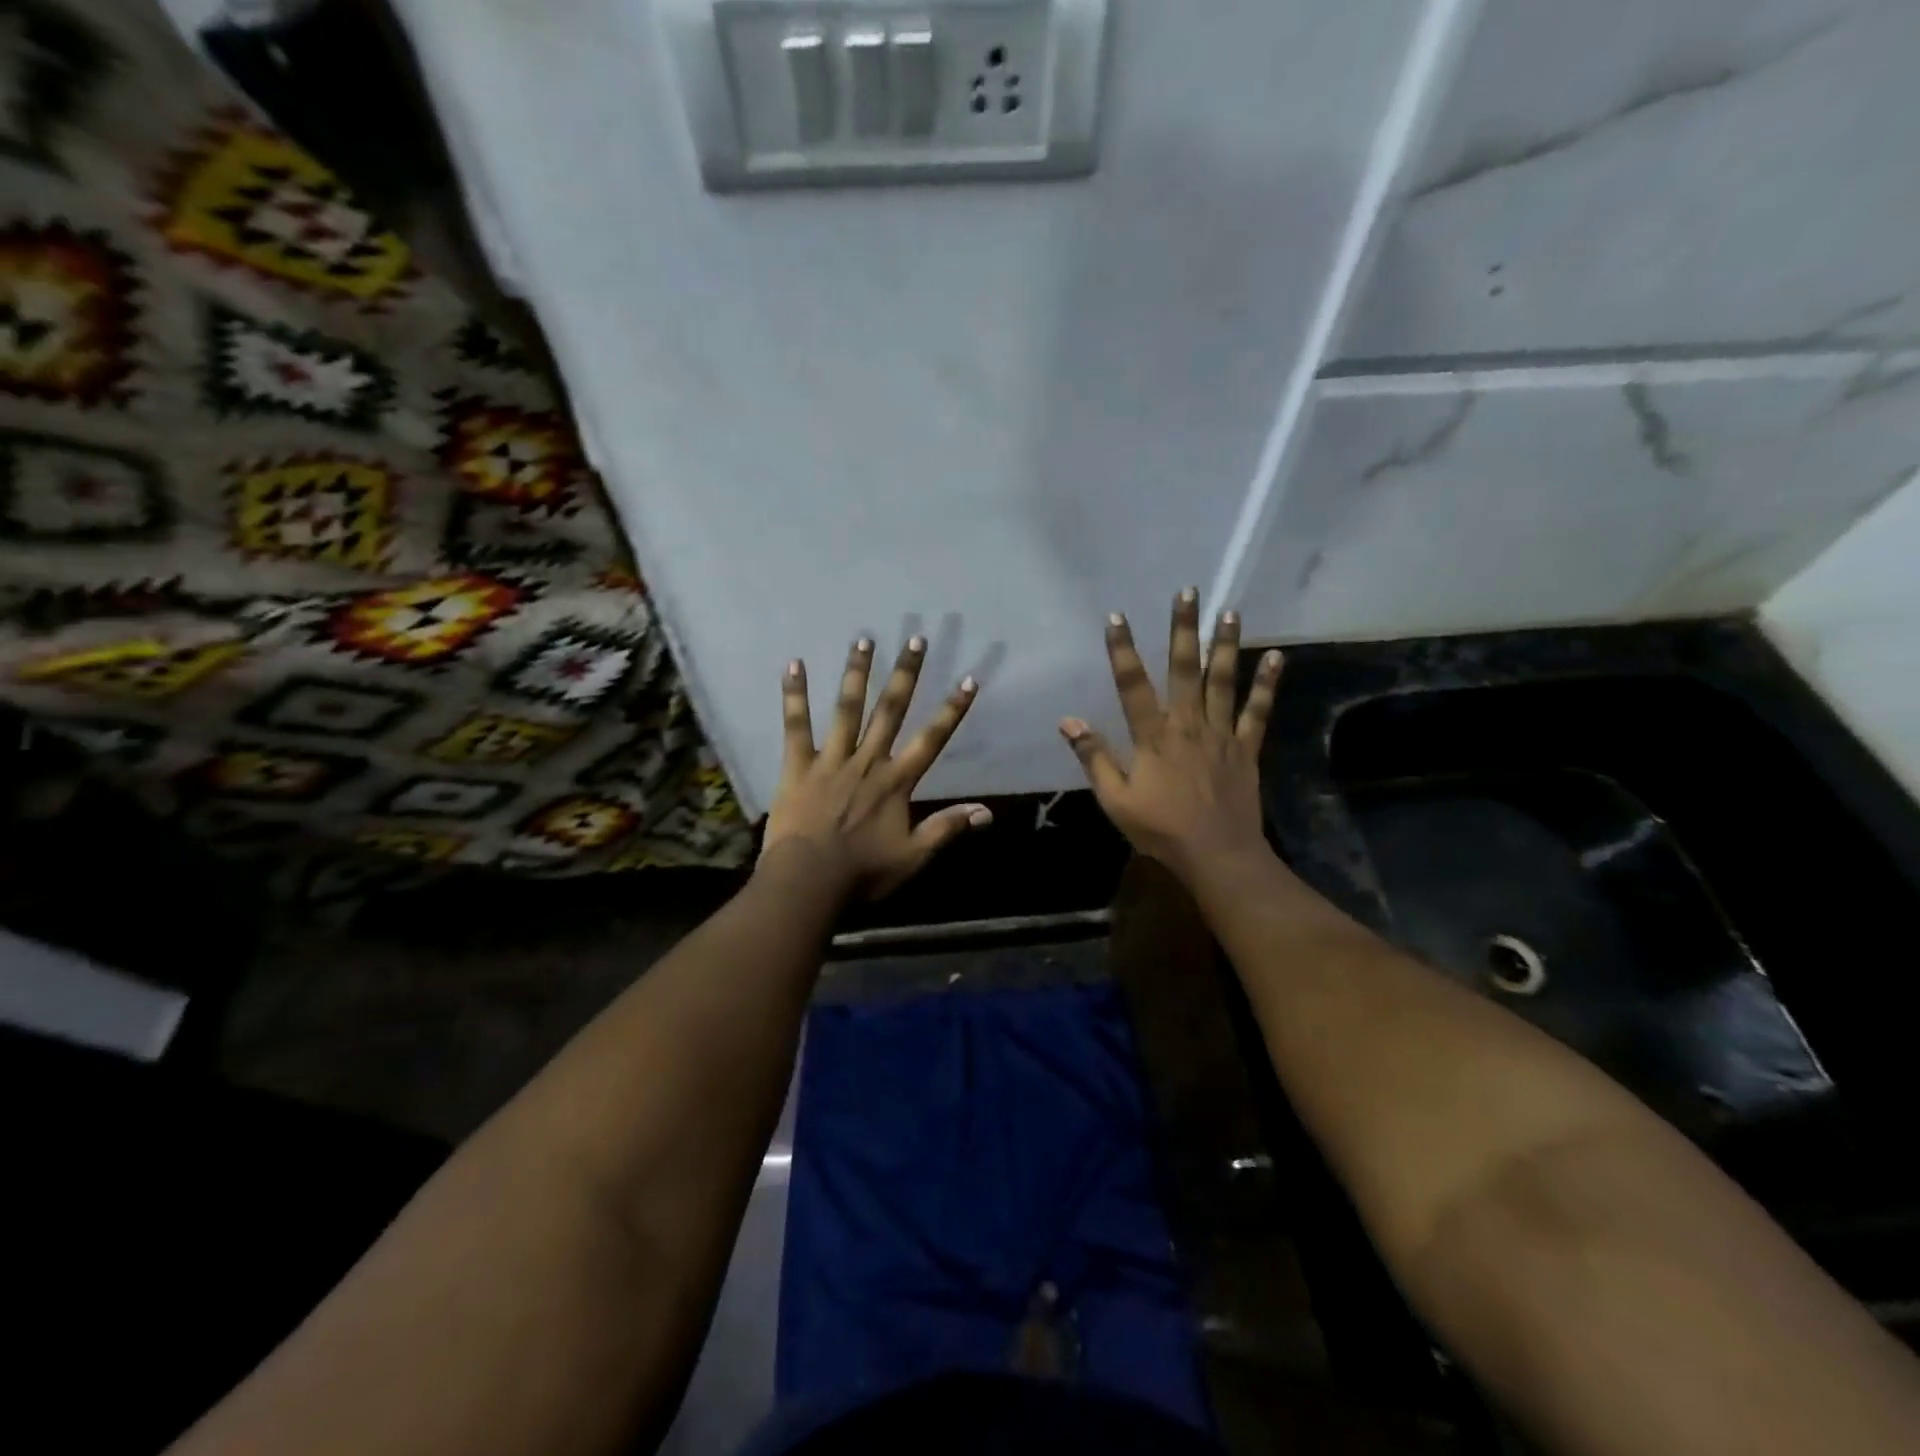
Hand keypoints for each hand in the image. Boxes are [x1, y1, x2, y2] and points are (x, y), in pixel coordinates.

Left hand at [762, 635, 990, 901]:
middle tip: (915, 639)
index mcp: (896, 782)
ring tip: (863, 639)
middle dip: (906, 674)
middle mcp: (868, 761)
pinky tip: (794, 664)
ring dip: (857, 673)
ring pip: (847, 709)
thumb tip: (987, 812)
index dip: (952, 710)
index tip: (968, 680)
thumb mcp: (912, 856)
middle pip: (891, 711)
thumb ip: (947, 828)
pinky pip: (796, 725)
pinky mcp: (798, 766)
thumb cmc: (862, 873)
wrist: (807, 883)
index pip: (932, 739)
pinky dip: (795, 695)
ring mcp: (831, 760)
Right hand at [1059, 587, 1282, 883]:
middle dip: (1184, 629)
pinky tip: (1277, 657)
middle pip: (1185, 669)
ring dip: (1226, 644)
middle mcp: (1188, 724)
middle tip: (1189, 592)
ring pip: (1223, 680)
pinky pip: (1258, 711)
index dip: (1123, 650)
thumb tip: (1068, 721)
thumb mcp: (1115, 799)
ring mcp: (1221, 734)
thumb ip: (1094, 758)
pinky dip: (1267, 684)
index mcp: (1153, 737)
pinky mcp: (1246, 748)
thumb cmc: (1161, 830)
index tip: (1117, 617)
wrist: (1217, 855)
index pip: (1132, 685)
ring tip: (1229, 611)